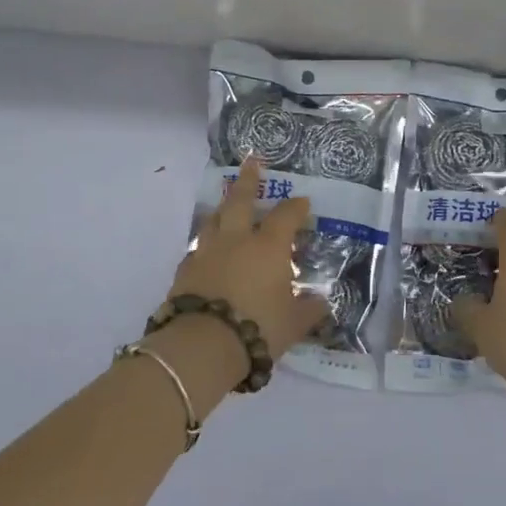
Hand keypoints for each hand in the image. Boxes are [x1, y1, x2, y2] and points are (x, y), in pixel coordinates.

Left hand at [163, 156, 329, 364]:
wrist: (204, 344)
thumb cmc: (259, 328)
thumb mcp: (294, 324)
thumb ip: (309, 310)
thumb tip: (321, 303)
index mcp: (268, 248)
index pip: (285, 218)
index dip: (296, 208)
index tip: (303, 202)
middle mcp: (236, 241)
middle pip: (240, 201)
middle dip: (248, 181)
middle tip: (251, 162)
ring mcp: (206, 253)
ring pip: (213, 221)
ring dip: (222, 210)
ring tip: (226, 206)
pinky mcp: (184, 271)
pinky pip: (197, 250)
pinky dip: (206, 246)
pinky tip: (207, 252)